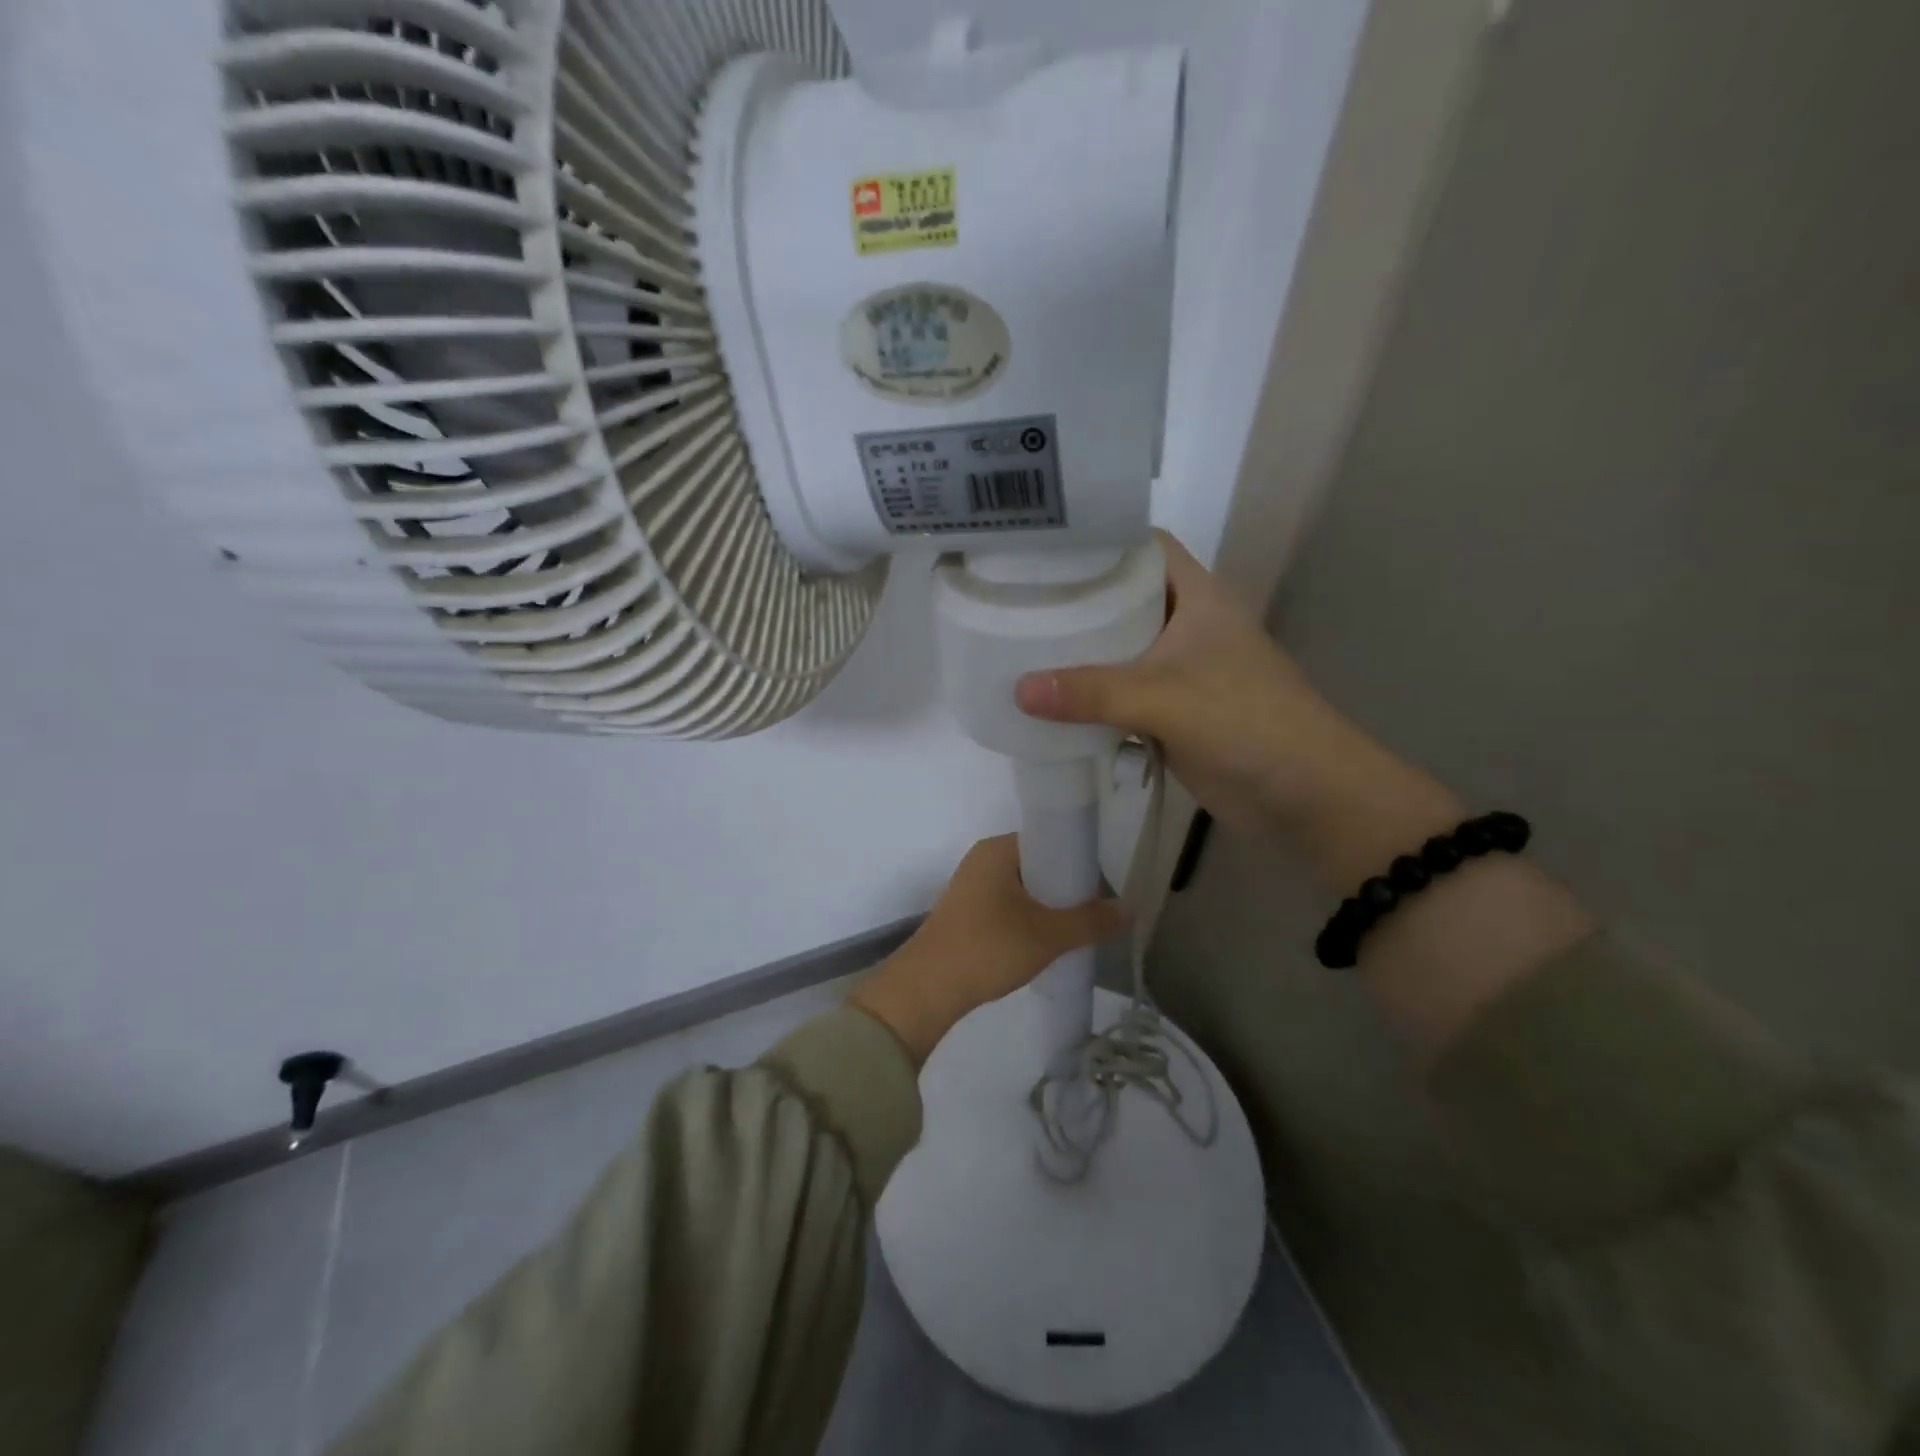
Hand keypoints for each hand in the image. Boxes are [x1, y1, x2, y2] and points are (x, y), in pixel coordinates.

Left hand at [850, 835, 1126, 1066]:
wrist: (927, 988)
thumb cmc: (989, 948)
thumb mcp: (1048, 935)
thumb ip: (1091, 920)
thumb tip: (1129, 908)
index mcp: (999, 849)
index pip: (1050, 839)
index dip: (1080, 860)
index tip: (1103, 888)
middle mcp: (983, 859)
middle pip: (1039, 864)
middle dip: (1068, 888)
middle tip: (1095, 913)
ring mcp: (972, 886)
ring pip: (1025, 889)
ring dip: (1050, 907)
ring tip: (1077, 931)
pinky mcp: (967, 913)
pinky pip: (1010, 906)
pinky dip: (1030, 919)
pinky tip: (1047, 943)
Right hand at [1014, 530, 1360, 831]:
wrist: (1305, 795)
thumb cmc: (1245, 722)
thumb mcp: (1164, 698)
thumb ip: (1091, 692)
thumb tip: (1017, 690)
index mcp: (1196, 597)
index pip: (1142, 546)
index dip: (1096, 539)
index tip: (1039, 548)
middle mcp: (1185, 625)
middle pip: (1121, 598)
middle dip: (1073, 600)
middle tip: (1010, 599)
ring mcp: (1178, 671)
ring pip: (1117, 649)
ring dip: (1077, 653)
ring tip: (1014, 644)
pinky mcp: (1170, 712)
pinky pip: (1119, 695)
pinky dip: (1088, 697)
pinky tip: (1046, 700)